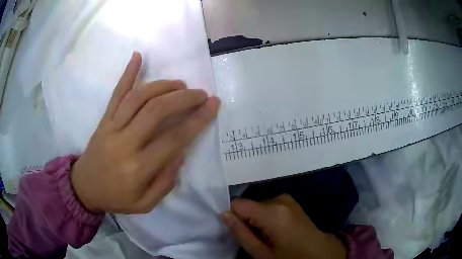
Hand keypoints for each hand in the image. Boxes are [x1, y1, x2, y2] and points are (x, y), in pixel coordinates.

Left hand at [71, 52, 219, 213]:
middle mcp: (125, 143)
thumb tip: (179, 153)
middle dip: (183, 98)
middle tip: (200, 94)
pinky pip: (116, 94)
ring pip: (138, 97)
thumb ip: (165, 182)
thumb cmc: (116, 198)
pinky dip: (127, 73)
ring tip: (180, 84)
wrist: (84, 188)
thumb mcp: (145, 204)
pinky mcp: (104, 120)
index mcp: (138, 168)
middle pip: (156, 111)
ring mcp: (111, 127)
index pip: (174, 139)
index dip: (197, 120)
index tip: (213, 105)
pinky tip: (137, 56)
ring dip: (162, 85)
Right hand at [221, 195, 346, 258]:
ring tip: (270, 236)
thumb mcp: (261, 253)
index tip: (241, 232)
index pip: (238, 203)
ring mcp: (288, 199)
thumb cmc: (290, 257)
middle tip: (259, 238)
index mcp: (272, 211)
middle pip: (249, 204)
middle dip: (248, 220)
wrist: (320, 253)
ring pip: (259, 206)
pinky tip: (278, 231)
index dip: (235, 217)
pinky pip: (269, 206)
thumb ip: (240, 232)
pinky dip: (268, 217)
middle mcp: (280, 198)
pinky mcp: (291, 202)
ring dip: (258, 220)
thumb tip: (224, 214)